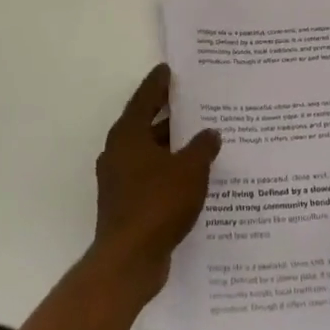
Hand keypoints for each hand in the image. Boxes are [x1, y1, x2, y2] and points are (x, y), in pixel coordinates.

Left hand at [91, 64, 219, 296]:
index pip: (145, 98)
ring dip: (171, 145)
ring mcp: (119, 179)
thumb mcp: (190, 170)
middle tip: (195, 101)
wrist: (129, 260)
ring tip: (201, 138)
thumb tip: (210, 133)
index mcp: (128, 135)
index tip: (170, 69)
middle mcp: (119, 152)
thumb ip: (202, 147)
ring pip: (149, 151)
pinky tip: (192, 174)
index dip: (159, 83)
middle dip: (170, 114)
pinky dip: (169, 169)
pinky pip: (151, 175)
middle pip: (146, 123)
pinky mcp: (126, 203)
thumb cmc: (158, 204)